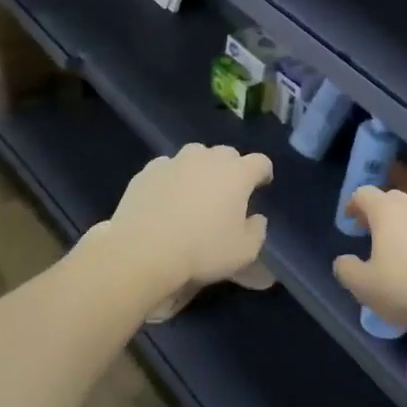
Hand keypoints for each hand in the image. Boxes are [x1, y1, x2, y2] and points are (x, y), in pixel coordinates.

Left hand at [106, 144, 271, 297]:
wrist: (144, 250)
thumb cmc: (202, 250)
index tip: (261, 186)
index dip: (263, 173)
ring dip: (200, 168)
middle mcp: (208, 159)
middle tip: (227, 192)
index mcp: (237, 174)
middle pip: (227, 154)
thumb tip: (256, 218)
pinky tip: (166, 198)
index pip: (260, 162)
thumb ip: (257, 231)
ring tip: (195, 191)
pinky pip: (167, 167)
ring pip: (195, 155)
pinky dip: (172, 178)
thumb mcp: (244, 252)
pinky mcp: (148, 171)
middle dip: (231, 169)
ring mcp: (175, 161)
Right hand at [332, 186, 406, 334]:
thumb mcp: (363, 285)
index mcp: (386, 211)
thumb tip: (343, 261)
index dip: (353, 205)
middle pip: (390, 199)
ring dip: (399, 224)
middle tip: (368, 232)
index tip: (349, 221)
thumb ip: (346, 269)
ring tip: (392, 249)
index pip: (364, 194)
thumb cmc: (405, 288)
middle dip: (376, 212)